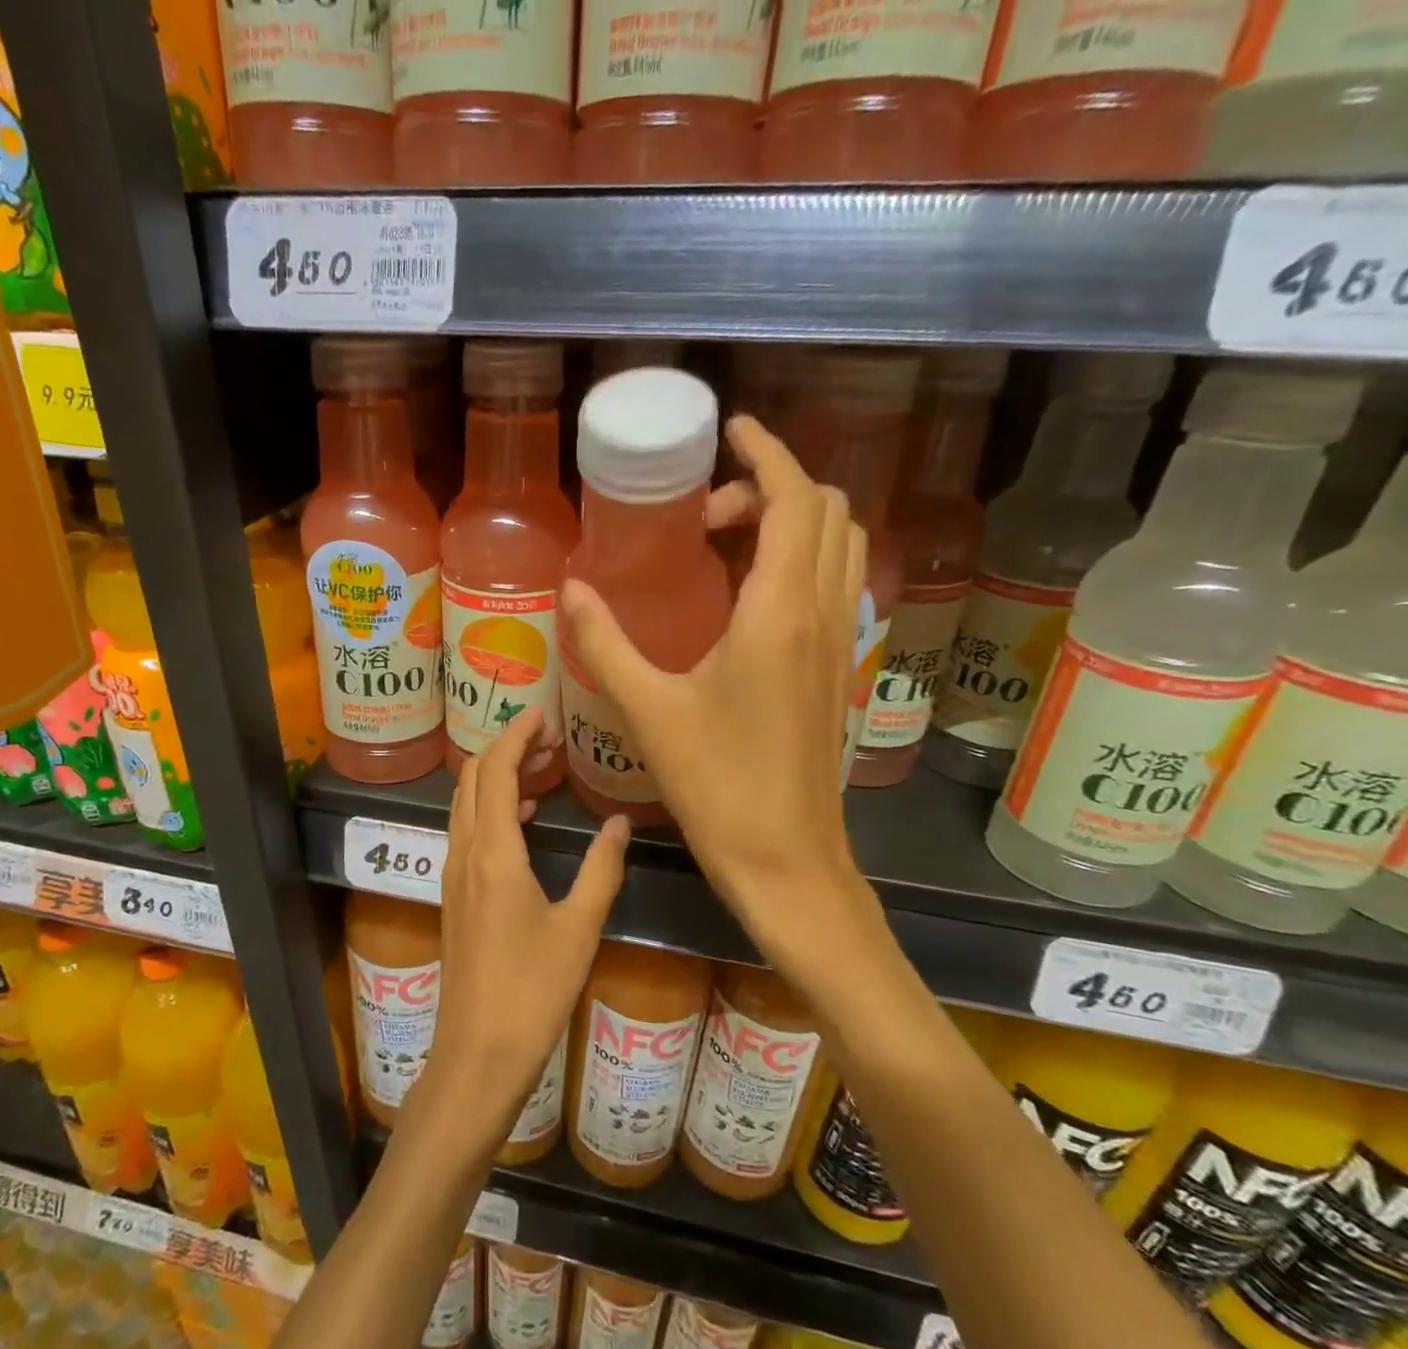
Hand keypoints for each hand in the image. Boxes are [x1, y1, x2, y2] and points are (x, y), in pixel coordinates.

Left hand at [430, 707, 628, 1138]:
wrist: (477, 1052)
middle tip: (545, 737)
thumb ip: (601, 868)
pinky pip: (466, 833)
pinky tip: (522, 822)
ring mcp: (453, 876)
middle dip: (502, 748)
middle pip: (471, 780)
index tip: (542, 714)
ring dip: (494, 778)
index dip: (514, 735)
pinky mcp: (454, 897)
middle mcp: (464, 854)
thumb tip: (621, 822)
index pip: (493, 770)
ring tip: (539, 769)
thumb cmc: (532, 990)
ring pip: (464, 806)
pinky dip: (490, 810)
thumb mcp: (579, 927)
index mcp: (492, 853)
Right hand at [560, 416, 870, 954]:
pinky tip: (744, 601)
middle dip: (771, 488)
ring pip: (838, 548)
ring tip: (723, 546)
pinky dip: (799, 562)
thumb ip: (605, 641)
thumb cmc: (717, 784)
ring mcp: (835, 644)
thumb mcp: (649, 709)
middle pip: (826, 511)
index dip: (767, 451)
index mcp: (779, 612)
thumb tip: (569, 587)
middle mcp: (820, 614)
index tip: (731, 431)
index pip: (794, 498)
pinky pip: (831, 586)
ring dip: (790, 523)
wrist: (786, 858)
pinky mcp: (833, 671)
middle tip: (705, 515)